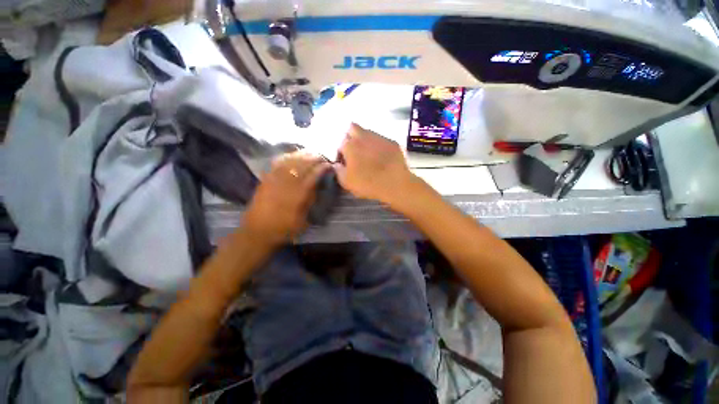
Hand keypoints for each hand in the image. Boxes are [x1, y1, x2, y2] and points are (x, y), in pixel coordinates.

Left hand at [243, 151, 329, 245]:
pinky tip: (292, 155)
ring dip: (301, 155)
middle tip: (322, 155)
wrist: (258, 232)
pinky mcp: (266, 179)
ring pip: (290, 161)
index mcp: (298, 195)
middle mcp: (286, 184)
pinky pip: (277, 163)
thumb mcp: (303, 219)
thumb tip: (316, 185)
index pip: (313, 175)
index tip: (329, 164)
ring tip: (310, 152)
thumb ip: (310, 200)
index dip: (322, 168)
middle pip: (302, 165)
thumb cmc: (284, 228)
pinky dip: (286, 157)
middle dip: (313, 158)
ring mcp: (274, 180)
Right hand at [335, 123, 415, 205]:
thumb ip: (338, 170)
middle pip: (352, 128)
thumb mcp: (346, 182)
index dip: (341, 153)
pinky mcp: (392, 142)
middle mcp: (363, 136)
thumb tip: (336, 164)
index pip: (340, 143)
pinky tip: (383, 157)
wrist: (394, 183)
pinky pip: (382, 140)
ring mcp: (379, 137)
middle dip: (351, 137)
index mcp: (349, 145)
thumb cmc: (367, 183)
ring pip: (368, 132)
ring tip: (369, 155)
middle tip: (354, 152)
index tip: (344, 162)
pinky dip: (379, 146)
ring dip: (365, 140)